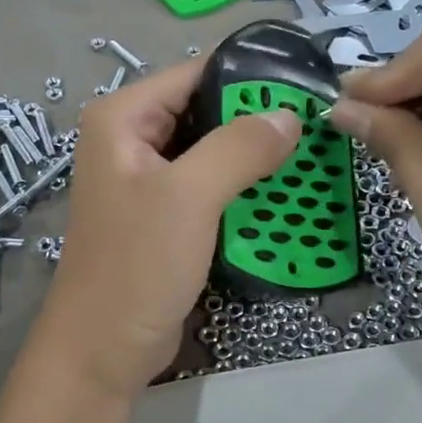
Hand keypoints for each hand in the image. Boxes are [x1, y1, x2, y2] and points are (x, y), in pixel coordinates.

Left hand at [37, 59, 301, 397]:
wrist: (105, 348)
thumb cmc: (137, 264)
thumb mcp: (189, 196)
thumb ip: (239, 147)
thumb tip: (289, 114)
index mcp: (123, 118)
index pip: (195, 74)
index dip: (249, 77)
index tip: (306, 85)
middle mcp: (131, 140)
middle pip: (205, 112)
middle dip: (257, 121)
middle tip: (317, 126)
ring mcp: (147, 180)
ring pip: (212, 152)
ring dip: (254, 158)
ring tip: (311, 157)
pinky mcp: (164, 216)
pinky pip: (209, 188)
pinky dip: (242, 189)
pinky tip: (280, 195)